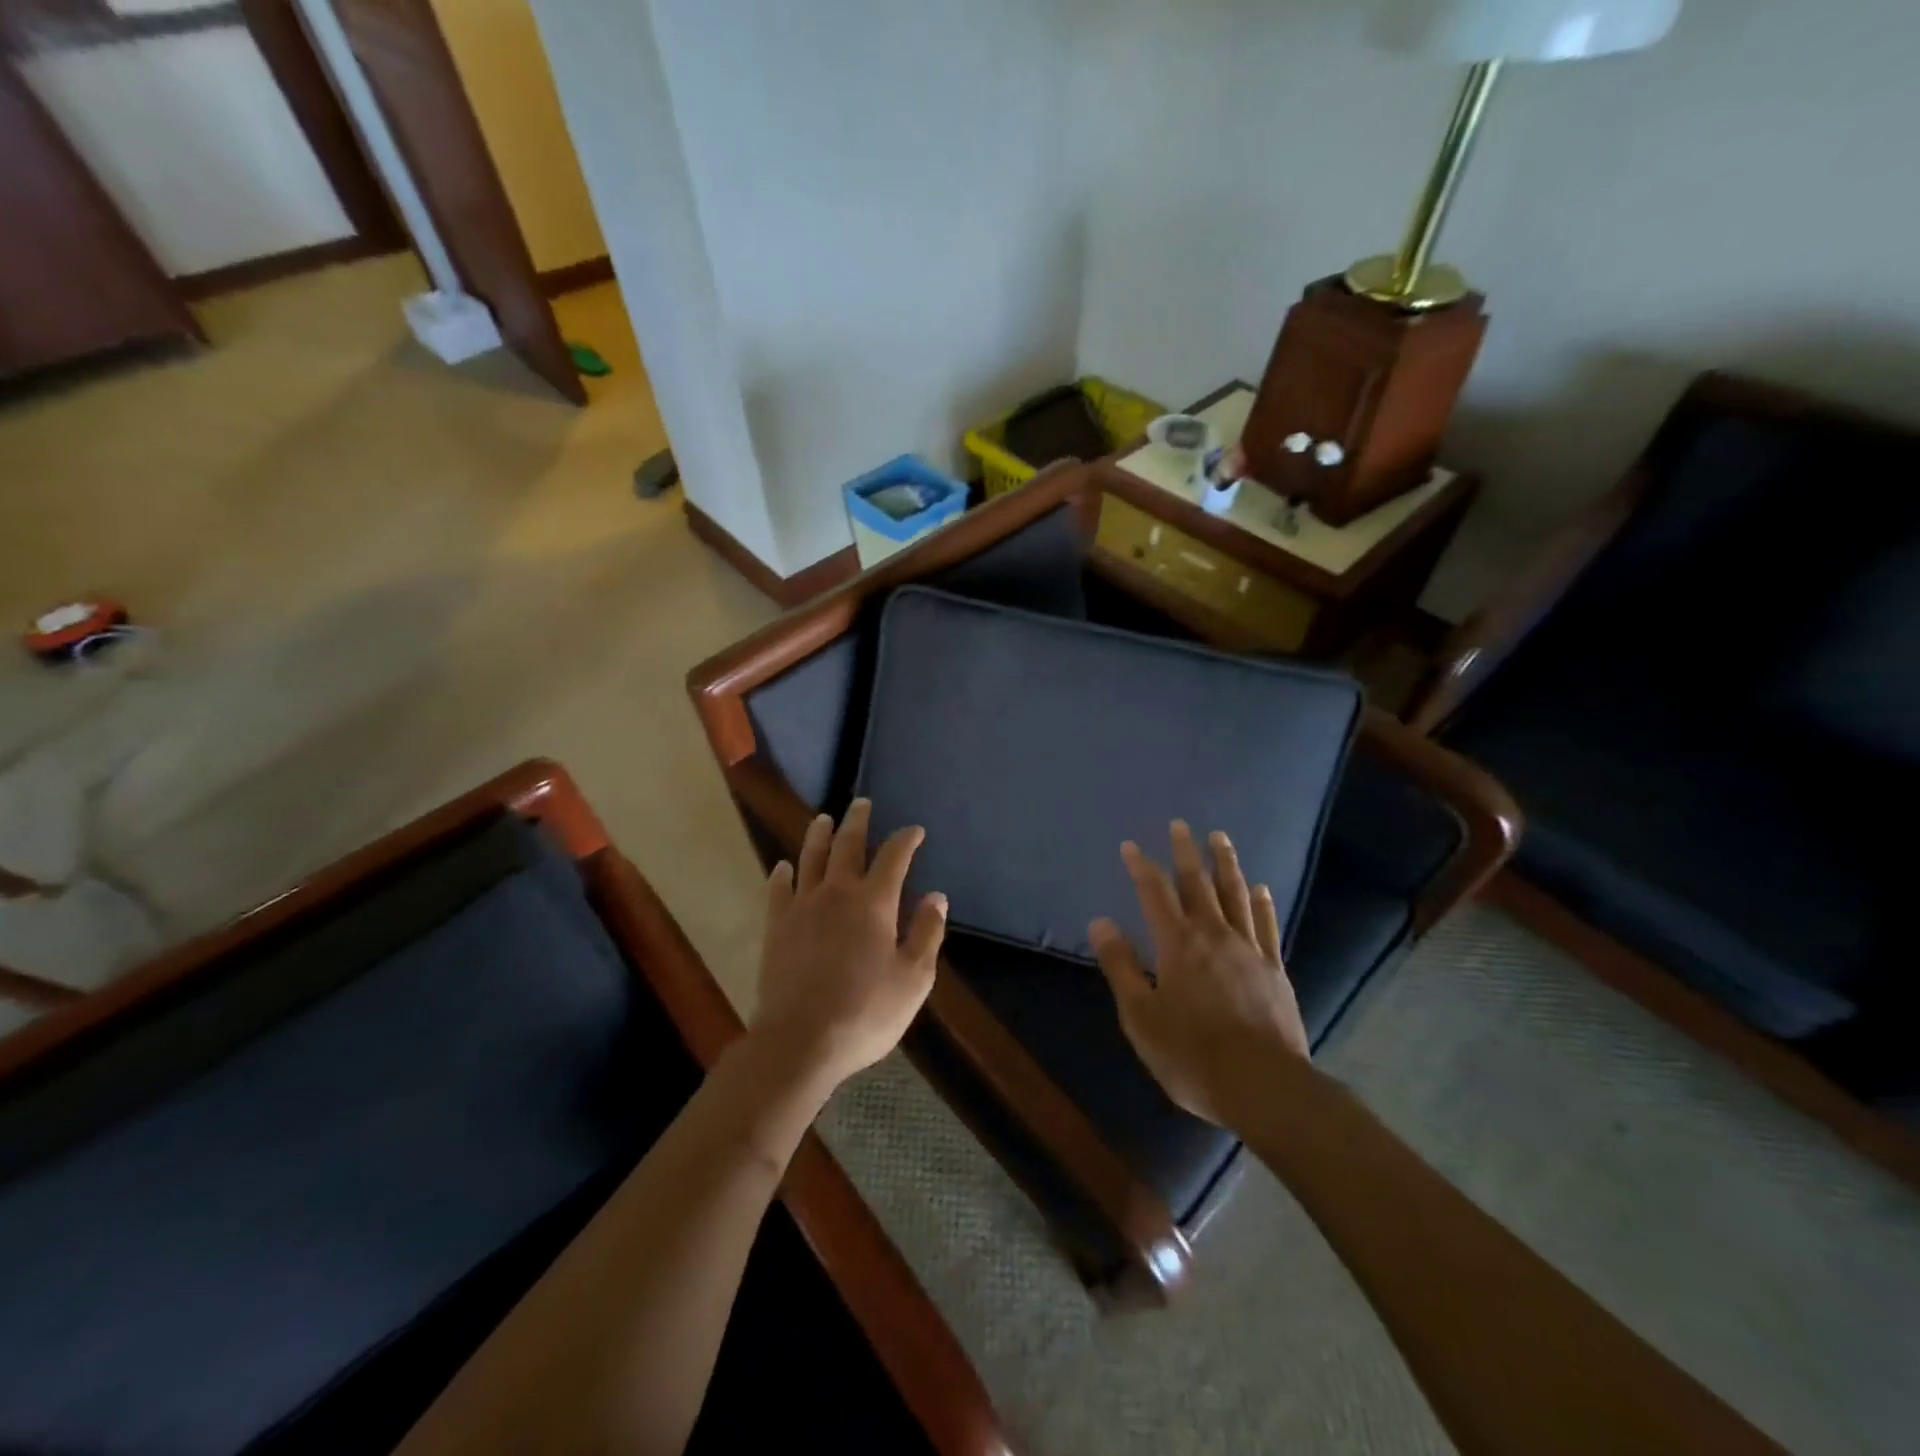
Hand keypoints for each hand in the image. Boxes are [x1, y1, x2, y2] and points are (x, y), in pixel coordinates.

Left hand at [748, 799, 946, 1090]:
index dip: (906, 839)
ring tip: (823, 819)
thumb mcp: (913, 979)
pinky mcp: (776, 927)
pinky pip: (778, 890)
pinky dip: (782, 874)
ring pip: (810, 858)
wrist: (800, 1041)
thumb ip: (926, 933)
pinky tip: (783, 867)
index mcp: (874, 902)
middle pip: (848, 845)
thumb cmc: (866, 1012)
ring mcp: (802, 907)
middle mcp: (837, 893)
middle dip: (858, 822)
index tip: (915, 831)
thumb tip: (935, 896)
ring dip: (819, 835)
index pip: (894, 856)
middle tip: (861, 803)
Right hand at [1089, 822, 1308, 1126]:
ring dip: (1226, 864)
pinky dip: (1262, 903)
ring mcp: (1249, 950)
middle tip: (1180, 824)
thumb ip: (1121, 966)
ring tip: (1220, 838)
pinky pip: (1267, 925)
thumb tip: (1100, 922)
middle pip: (1198, 884)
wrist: (1264, 1087)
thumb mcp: (1140, 1016)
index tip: (1130, 845)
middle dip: (1185, 852)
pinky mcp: (1274, 970)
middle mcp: (1214, 936)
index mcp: (1177, 945)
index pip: (1154, 894)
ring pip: (1236, 895)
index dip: (1141, 867)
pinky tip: (1261, 888)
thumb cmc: (1191, 1055)